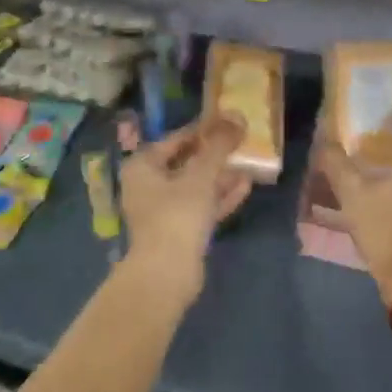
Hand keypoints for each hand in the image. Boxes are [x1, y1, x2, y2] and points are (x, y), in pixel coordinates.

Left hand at [119, 116, 253, 300]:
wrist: (167, 273)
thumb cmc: (177, 215)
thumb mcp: (201, 175)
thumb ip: (219, 146)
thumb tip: (237, 117)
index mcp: (142, 167)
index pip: (174, 139)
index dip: (202, 129)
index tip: (227, 122)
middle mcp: (148, 186)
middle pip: (185, 163)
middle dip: (214, 154)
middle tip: (241, 142)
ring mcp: (162, 211)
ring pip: (195, 186)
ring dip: (220, 176)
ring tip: (249, 163)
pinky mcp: (178, 232)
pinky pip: (200, 207)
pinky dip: (220, 196)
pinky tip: (245, 186)